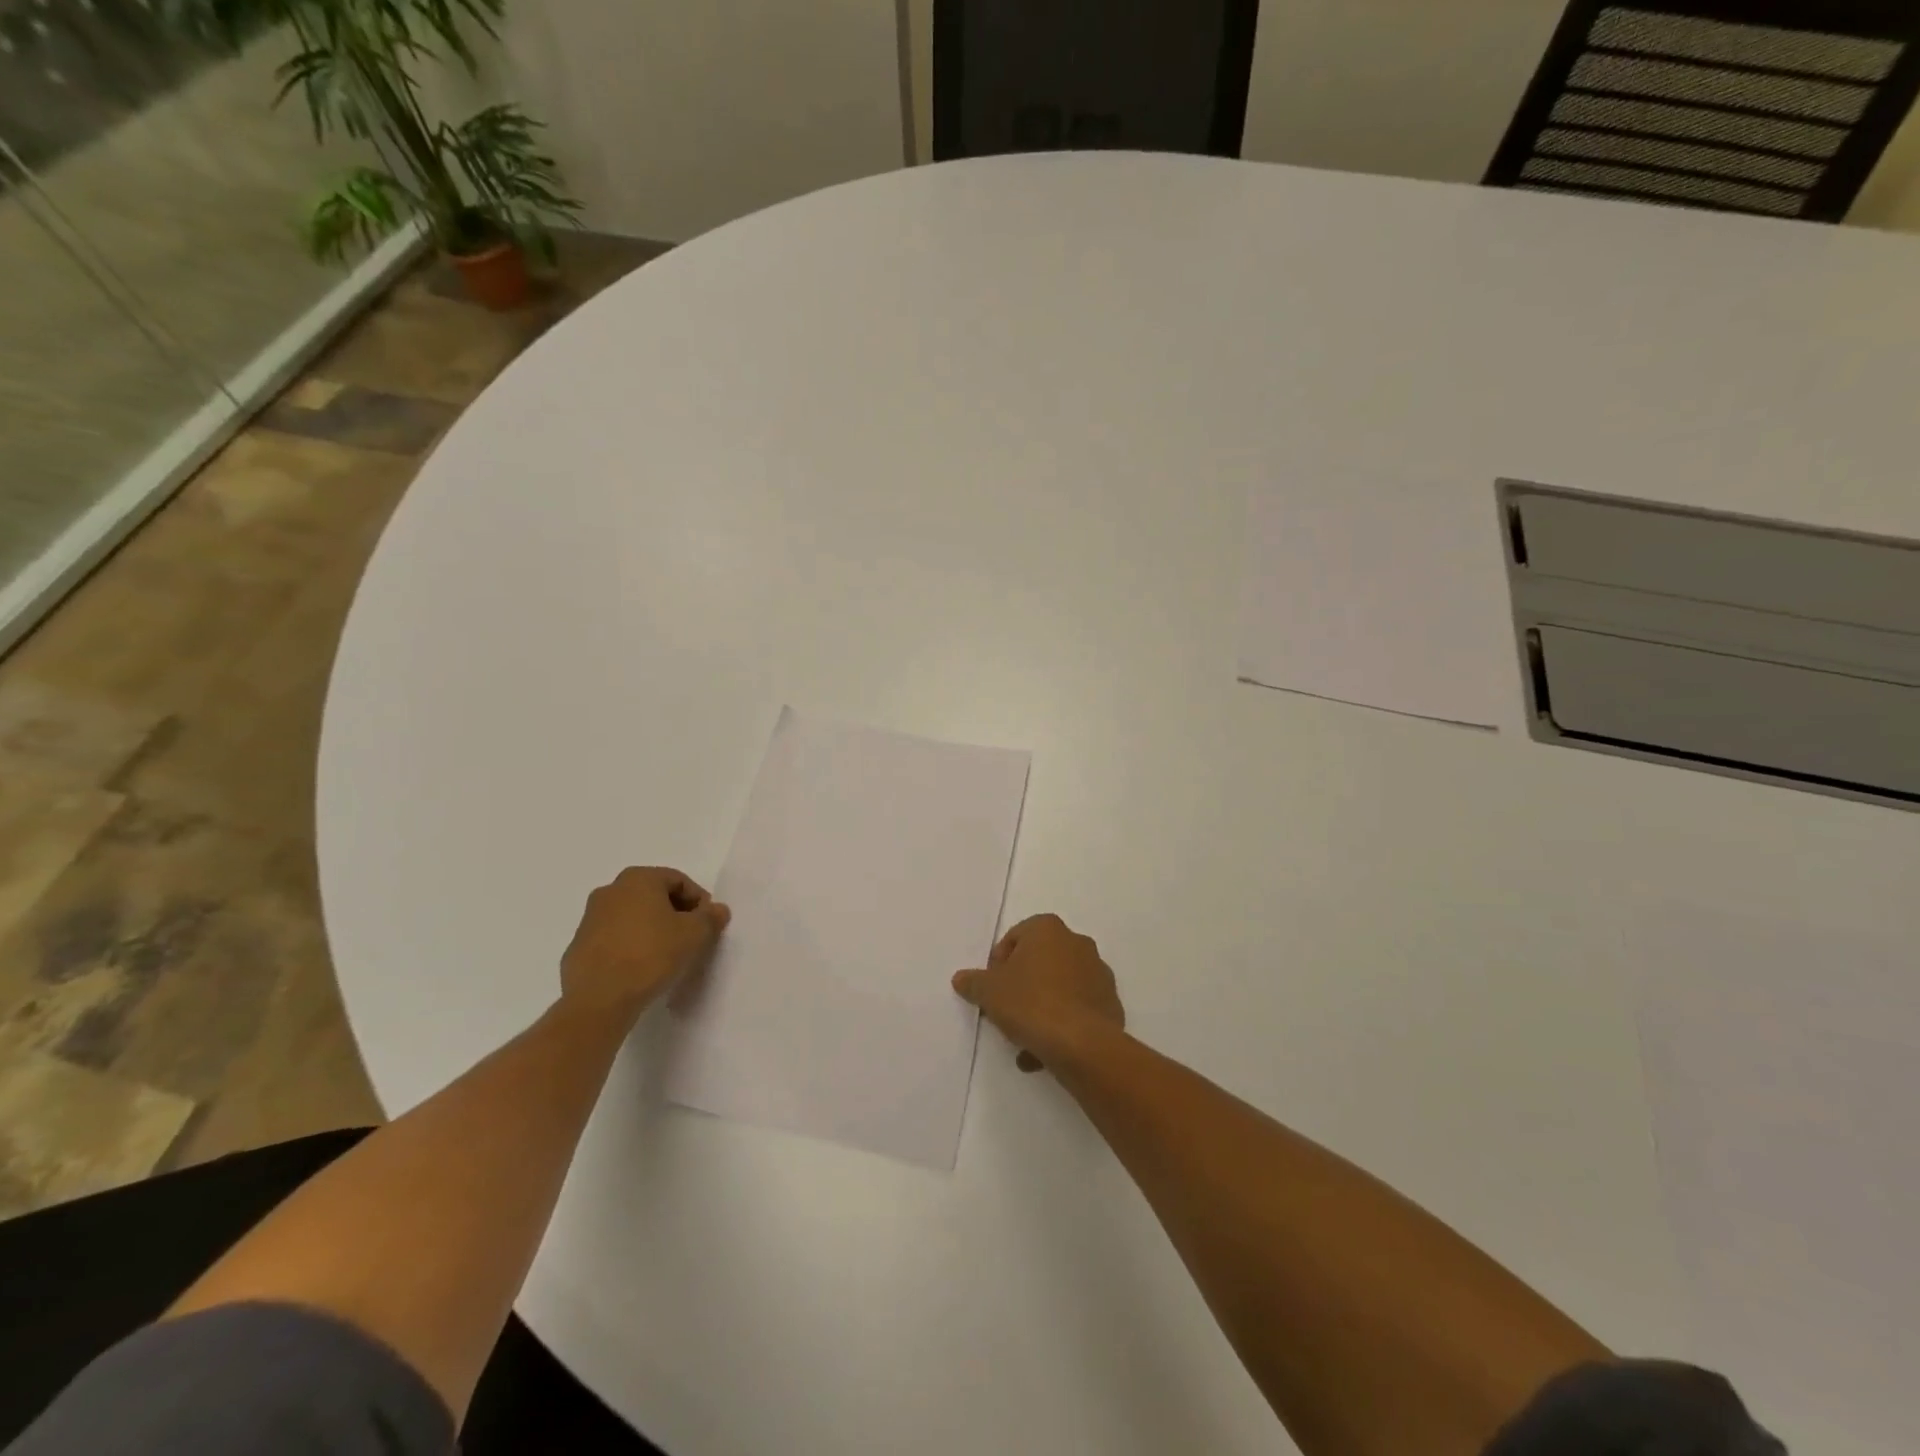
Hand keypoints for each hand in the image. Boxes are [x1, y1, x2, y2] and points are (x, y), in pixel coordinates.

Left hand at [561, 867, 730, 1019]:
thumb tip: (717, 910)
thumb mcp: (695, 934)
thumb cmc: (651, 954)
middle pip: (654, 896)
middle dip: (676, 913)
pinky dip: (632, 946)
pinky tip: (642, 968)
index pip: (679, 880)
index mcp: (638, 879)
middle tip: (691, 937)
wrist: (599, 999)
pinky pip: (615, 938)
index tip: (708, 924)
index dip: (699, 901)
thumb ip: (711, 917)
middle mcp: (610, 891)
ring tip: (668, 955)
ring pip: (633, 917)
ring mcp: (590, 919)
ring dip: (653, 929)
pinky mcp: (578, 947)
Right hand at [952, 913, 1124, 1073]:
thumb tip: (962, 978)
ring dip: (1041, 1009)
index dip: (998, 964)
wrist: (1081, 1043)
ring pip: (1059, 988)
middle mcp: (1077, 943)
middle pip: (1039, 962)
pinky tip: (1044, 1053)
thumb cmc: (1030, 1003)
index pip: (1015, 938)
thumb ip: (973, 982)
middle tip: (1006, 1012)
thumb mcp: (989, 992)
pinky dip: (1062, 1025)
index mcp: (1048, 929)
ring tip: (1024, 1041)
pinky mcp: (1110, 1003)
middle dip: (1021, 987)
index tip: (991, 990)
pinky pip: (1077, 1010)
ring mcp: (1098, 973)